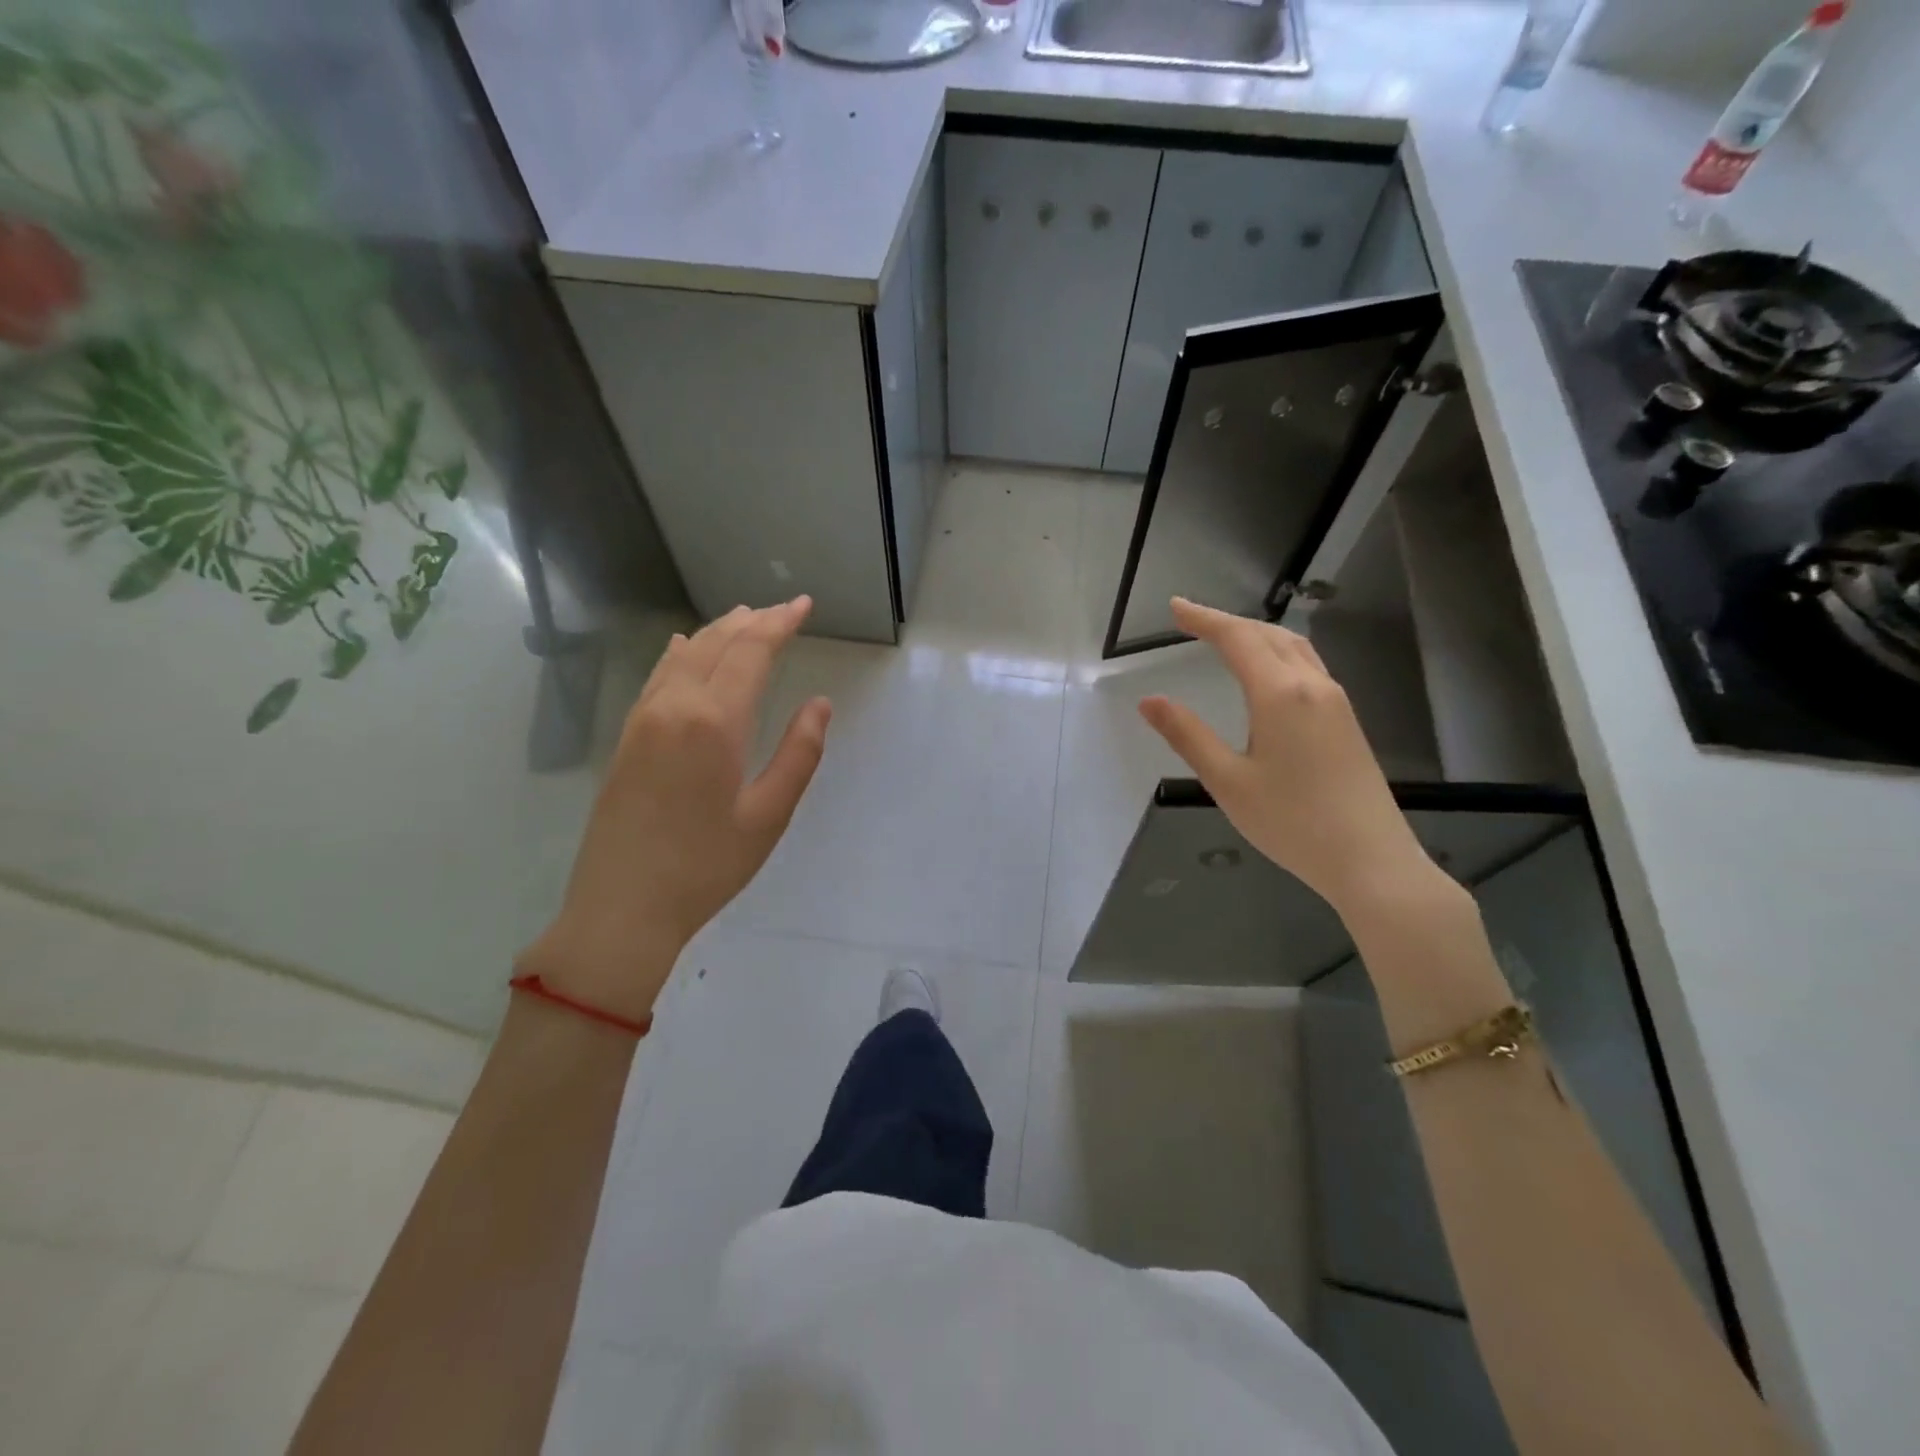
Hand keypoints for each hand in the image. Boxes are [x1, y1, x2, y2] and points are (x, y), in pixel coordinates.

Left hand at [517, 598, 831, 1020]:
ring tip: (745, 617)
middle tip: (783, 609)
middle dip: (753, 620)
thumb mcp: (768, 815)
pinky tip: (685, 646)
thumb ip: (799, 753)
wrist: (621, 908)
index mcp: (714, 721)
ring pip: (684, 655)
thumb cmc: (705, 867)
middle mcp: (675, 706)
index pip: (751, 652)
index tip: (804, 605)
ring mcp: (643, 719)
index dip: (780, 623)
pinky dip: (681, 653)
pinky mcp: (627, 737)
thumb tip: (820, 704)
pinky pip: (658, 676)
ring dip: (718, 631)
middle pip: (716, 643)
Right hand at [1138, 598, 1443, 917]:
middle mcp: (1312, 686)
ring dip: (1256, 634)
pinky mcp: (1347, 721)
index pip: (1237, 639)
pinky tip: (1268, 673)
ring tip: (1225, 638)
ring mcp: (1336, 702)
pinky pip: (1308, 667)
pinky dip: (1278, 653)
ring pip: (1294, 648)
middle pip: (1268, 635)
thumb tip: (1149, 701)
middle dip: (1228, 621)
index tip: (1174, 607)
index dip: (1203, 619)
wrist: (1371, 860)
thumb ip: (1188, 735)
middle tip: (1191, 620)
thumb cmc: (1291, 822)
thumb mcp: (1227, 781)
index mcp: (1280, 694)